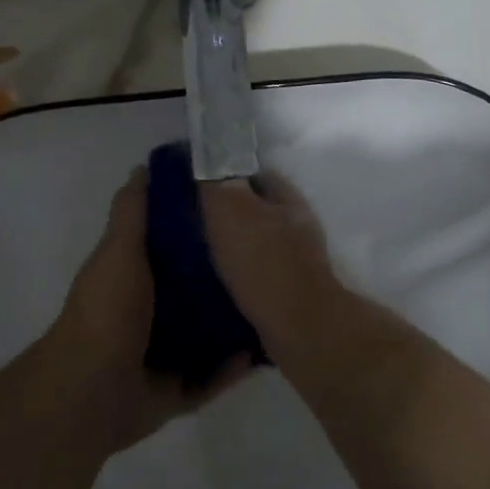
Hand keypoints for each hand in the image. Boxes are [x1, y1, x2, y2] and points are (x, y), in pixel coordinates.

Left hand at [48, 169, 251, 453]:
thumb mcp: (119, 249)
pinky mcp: (178, 389)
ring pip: (208, 332)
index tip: (235, 212)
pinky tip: (264, 348)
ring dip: (234, 321)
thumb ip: (132, 211)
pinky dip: (234, 366)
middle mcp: (149, 312)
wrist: (94, 389)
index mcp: (135, 275)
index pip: (172, 244)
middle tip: (268, 257)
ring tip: (275, 302)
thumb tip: (145, 166)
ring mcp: (163, 353)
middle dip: (225, 276)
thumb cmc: (108, 310)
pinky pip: (214, 375)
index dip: (199, 227)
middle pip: (194, 289)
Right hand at [198, 175, 344, 363]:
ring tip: (195, 255)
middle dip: (225, 213)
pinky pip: (257, 273)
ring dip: (231, 246)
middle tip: (188, 222)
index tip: (194, 185)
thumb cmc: (264, 263)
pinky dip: (237, 275)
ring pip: (256, 242)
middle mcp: (297, 223)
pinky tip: (214, 283)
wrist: (301, 330)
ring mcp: (298, 260)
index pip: (253, 172)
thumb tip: (208, 157)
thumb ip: (217, 182)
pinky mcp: (291, 292)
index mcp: (286, 197)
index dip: (224, 174)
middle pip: (255, 208)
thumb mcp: (230, 211)